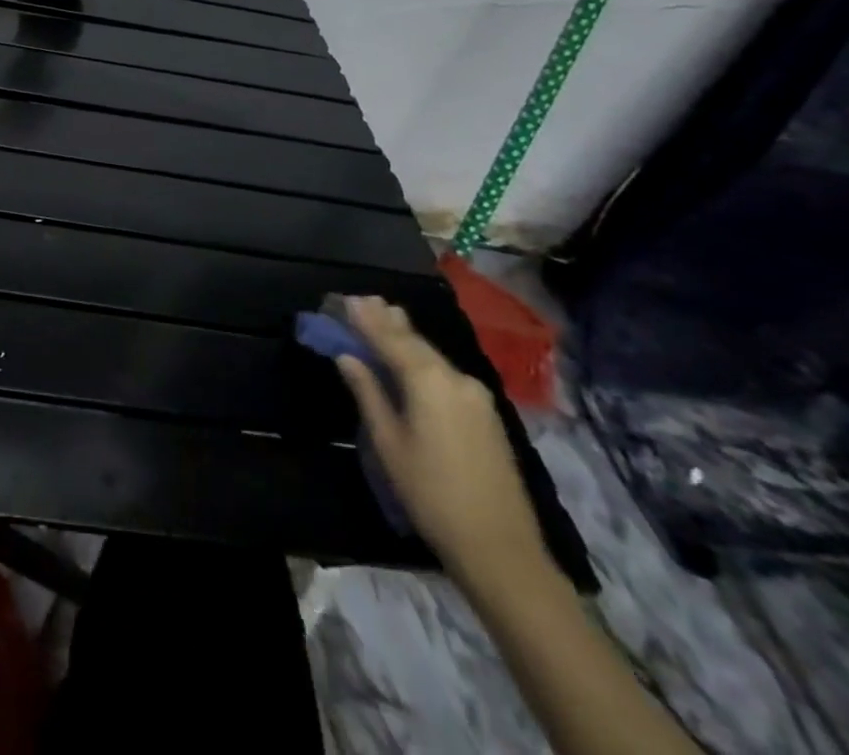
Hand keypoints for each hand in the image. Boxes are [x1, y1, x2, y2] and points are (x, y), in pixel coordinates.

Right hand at [335, 297, 551, 590]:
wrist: (501, 549)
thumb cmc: (432, 494)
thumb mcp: (389, 443)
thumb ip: (369, 393)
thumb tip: (348, 357)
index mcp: (429, 381)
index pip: (390, 339)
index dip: (366, 319)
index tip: (346, 299)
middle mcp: (456, 379)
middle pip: (415, 342)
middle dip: (388, 321)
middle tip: (363, 300)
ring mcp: (477, 397)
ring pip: (433, 357)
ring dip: (406, 338)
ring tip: (384, 317)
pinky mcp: (486, 415)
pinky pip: (446, 374)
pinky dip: (423, 359)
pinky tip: (411, 357)